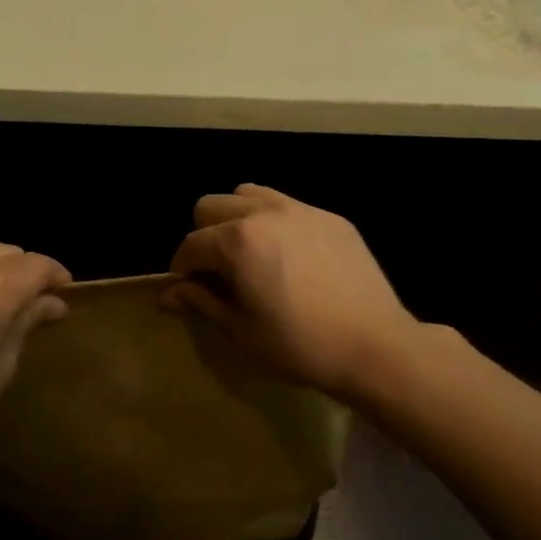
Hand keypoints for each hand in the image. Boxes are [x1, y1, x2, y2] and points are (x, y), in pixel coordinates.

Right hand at [165, 184, 419, 401]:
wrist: (375, 345)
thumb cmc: (300, 345)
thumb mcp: (242, 331)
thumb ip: (201, 302)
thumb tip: (165, 294)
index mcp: (236, 241)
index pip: (191, 244)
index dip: (182, 268)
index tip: (188, 289)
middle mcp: (263, 212)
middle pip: (212, 206)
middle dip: (205, 235)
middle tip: (220, 271)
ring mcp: (300, 209)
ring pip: (248, 194)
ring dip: (238, 218)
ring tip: (252, 253)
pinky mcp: (329, 217)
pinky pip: (288, 205)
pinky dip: (276, 222)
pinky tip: (291, 256)